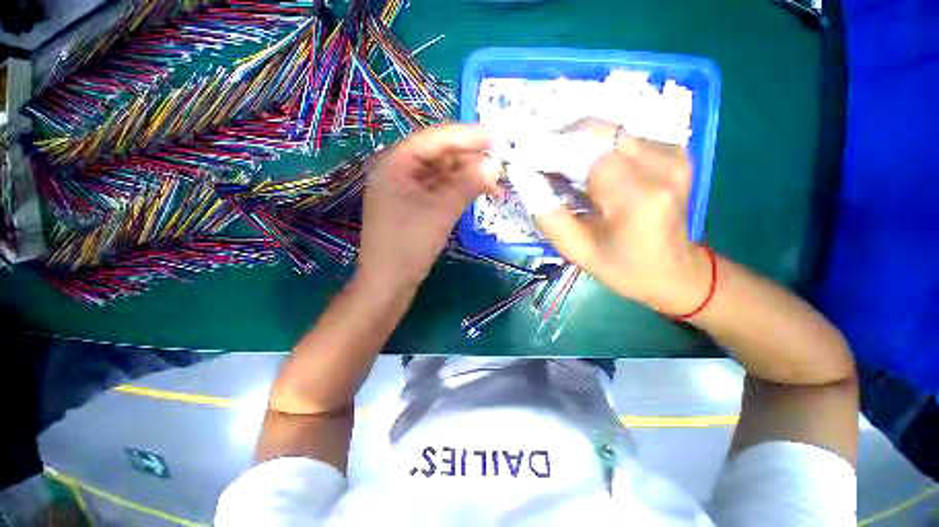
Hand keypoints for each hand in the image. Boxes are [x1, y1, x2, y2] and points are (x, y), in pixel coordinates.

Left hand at [357, 124, 497, 290]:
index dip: (468, 136)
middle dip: (470, 160)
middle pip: (439, 155)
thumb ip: (467, 184)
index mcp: (395, 163)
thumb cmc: (409, 245)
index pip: (436, 139)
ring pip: (441, 175)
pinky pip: (438, 191)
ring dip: (467, 178)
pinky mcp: (413, 206)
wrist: (388, 284)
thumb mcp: (440, 211)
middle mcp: (398, 170)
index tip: (498, 137)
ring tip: (493, 186)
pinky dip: (458, 192)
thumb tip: (494, 166)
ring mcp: (405, 190)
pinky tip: (476, 195)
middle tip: (498, 167)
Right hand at [534, 119, 710, 313]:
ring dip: (578, 145)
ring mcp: (674, 155)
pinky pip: (625, 138)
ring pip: (610, 131)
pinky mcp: (675, 153)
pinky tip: (589, 170)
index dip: (551, 150)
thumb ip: (547, 215)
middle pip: (600, 132)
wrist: (673, 271)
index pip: (587, 152)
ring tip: (561, 168)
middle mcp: (662, 166)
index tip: (524, 158)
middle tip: (539, 161)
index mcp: (638, 198)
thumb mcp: (576, 250)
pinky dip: (598, 148)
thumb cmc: (622, 268)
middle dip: (562, 141)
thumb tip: (524, 178)